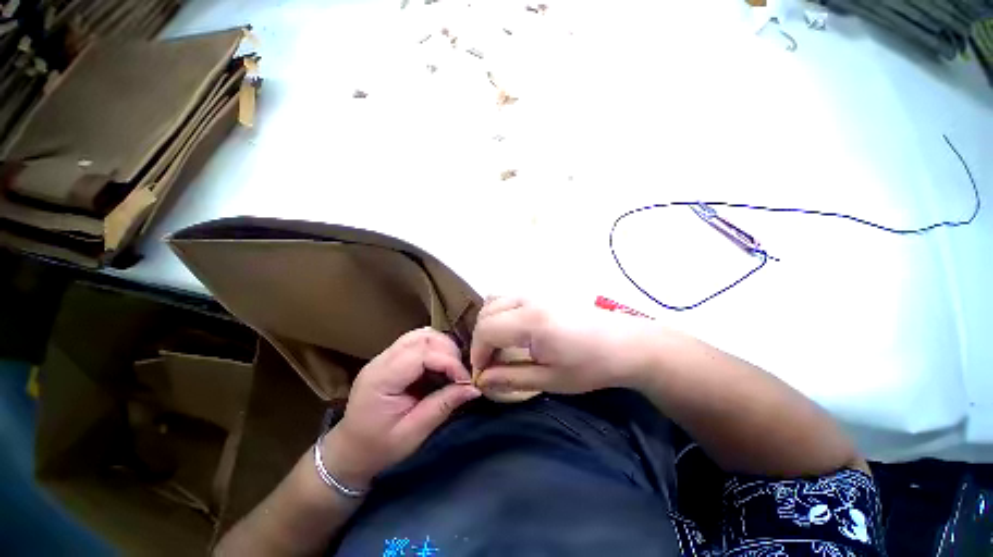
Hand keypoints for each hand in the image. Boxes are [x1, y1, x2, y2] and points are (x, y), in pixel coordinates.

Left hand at [323, 328, 480, 489]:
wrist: (350, 451)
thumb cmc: (379, 447)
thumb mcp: (413, 433)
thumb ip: (443, 406)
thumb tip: (474, 388)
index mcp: (381, 379)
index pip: (422, 354)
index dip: (449, 362)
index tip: (465, 380)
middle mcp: (381, 360)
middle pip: (422, 337)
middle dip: (448, 351)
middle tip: (459, 374)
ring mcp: (384, 356)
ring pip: (420, 334)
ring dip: (442, 346)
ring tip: (452, 368)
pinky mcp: (390, 357)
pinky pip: (417, 341)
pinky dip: (434, 347)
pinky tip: (440, 364)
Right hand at [470, 297, 657, 395]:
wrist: (626, 344)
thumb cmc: (591, 366)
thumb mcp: (551, 380)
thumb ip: (511, 378)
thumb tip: (483, 379)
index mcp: (530, 321)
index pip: (486, 329)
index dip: (478, 352)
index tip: (483, 372)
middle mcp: (529, 299)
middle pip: (487, 311)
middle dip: (481, 338)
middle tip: (491, 361)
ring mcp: (536, 292)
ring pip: (496, 300)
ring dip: (490, 322)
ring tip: (500, 345)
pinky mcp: (543, 293)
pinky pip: (510, 297)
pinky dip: (502, 312)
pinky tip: (513, 330)